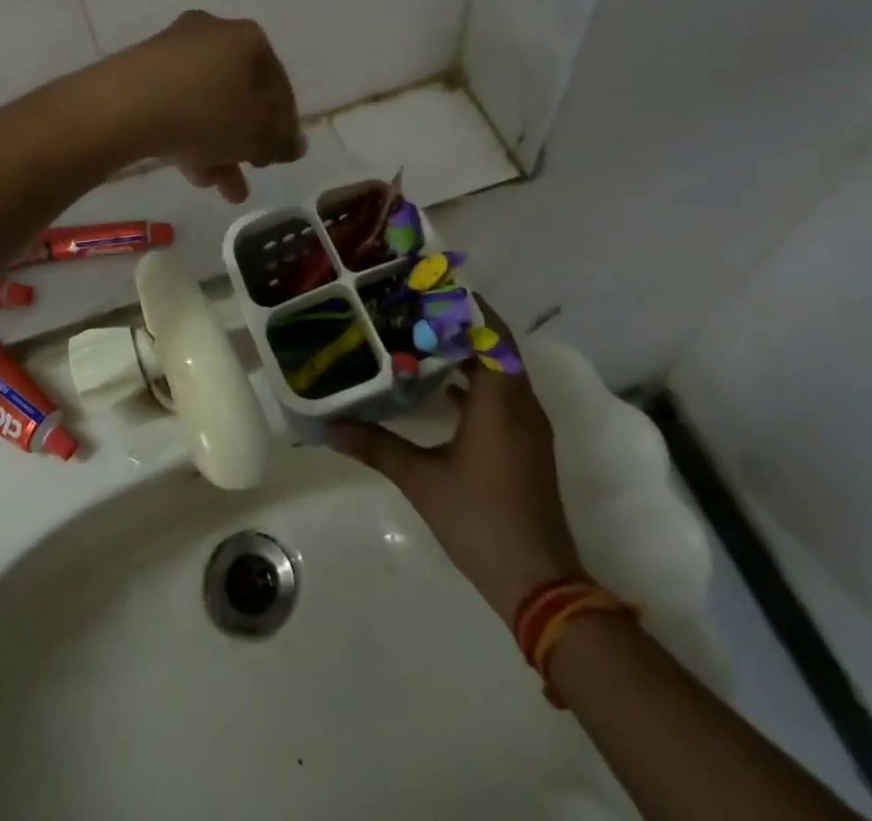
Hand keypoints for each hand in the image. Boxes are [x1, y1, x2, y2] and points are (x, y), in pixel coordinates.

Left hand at [102, 12, 304, 201]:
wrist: (125, 106)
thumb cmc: (208, 112)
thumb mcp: (257, 134)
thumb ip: (281, 140)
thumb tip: (295, 145)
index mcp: (247, 38)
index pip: (278, 85)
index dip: (283, 126)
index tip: (280, 156)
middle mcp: (211, 33)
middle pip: (239, 94)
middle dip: (246, 140)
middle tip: (251, 169)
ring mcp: (172, 50)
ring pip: (206, 104)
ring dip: (218, 146)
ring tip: (222, 188)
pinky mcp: (140, 70)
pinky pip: (176, 105)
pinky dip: (188, 135)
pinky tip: (193, 173)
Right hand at [332, 320, 583, 619]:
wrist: (540, 583)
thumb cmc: (480, 520)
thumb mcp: (421, 480)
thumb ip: (376, 446)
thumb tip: (331, 428)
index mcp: (500, 401)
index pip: (491, 333)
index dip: (465, 306)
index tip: (430, 288)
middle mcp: (521, 404)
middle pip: (496, 346)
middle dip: (460, 324)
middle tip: (415, 309)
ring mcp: (529, 427)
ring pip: (501, 371)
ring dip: (468, 353)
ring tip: (421, 339)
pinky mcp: (527, 446)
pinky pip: (503, 395)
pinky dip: (475, 382)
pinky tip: (439, 389)